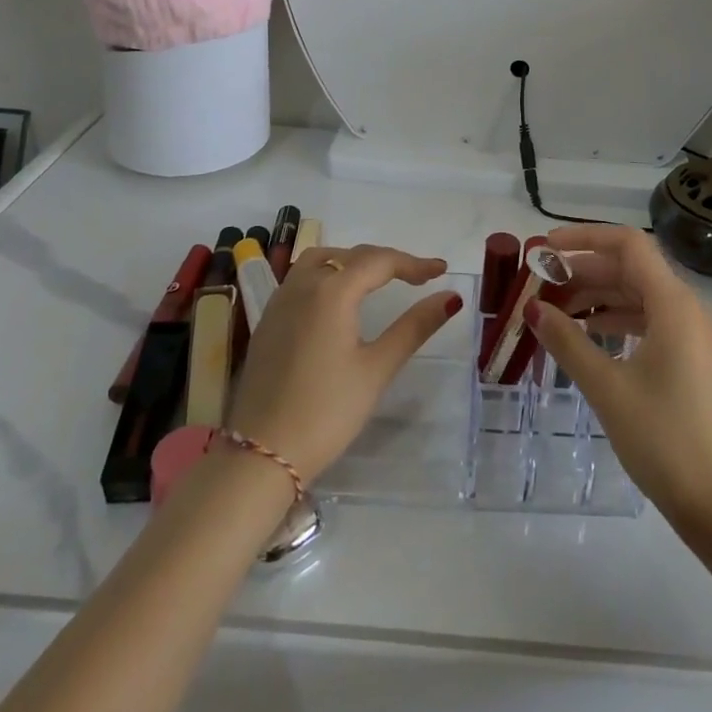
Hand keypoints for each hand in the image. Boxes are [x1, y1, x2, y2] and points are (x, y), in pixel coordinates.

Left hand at [227, 246, 461, 483]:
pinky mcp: (268, 321)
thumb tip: (450, 297)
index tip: (441, 270)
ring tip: (377, 279)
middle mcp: (303, 285)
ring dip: (352, 261)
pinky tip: (337, 300)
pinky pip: (301, 278)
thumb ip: (414, 327)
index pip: (380, 261)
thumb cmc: (326, 412)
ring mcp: (280, 301)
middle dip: (387, 261)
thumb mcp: (376, 369)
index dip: (413, 263)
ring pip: (320, 259)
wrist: (260, 455)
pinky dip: (327, 274)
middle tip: (417, 276)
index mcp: (332, 291)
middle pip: (351, 255)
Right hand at [527, 225, 711, 534]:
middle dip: (584, 270)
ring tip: (556, 311)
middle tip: (541, 284)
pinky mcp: (693, 360)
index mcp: (673, 303)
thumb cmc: (665, 440)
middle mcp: (687, 308)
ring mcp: (693, 335)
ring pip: (639, 296)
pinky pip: (650, 322)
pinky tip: (589, 338)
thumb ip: (567, 342)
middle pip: (630, 269)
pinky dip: (617, 321)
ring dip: (598, 297)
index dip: (584, 237)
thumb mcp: (608, 388)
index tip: (546, 248)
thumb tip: (532, 308)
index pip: (627, 244)